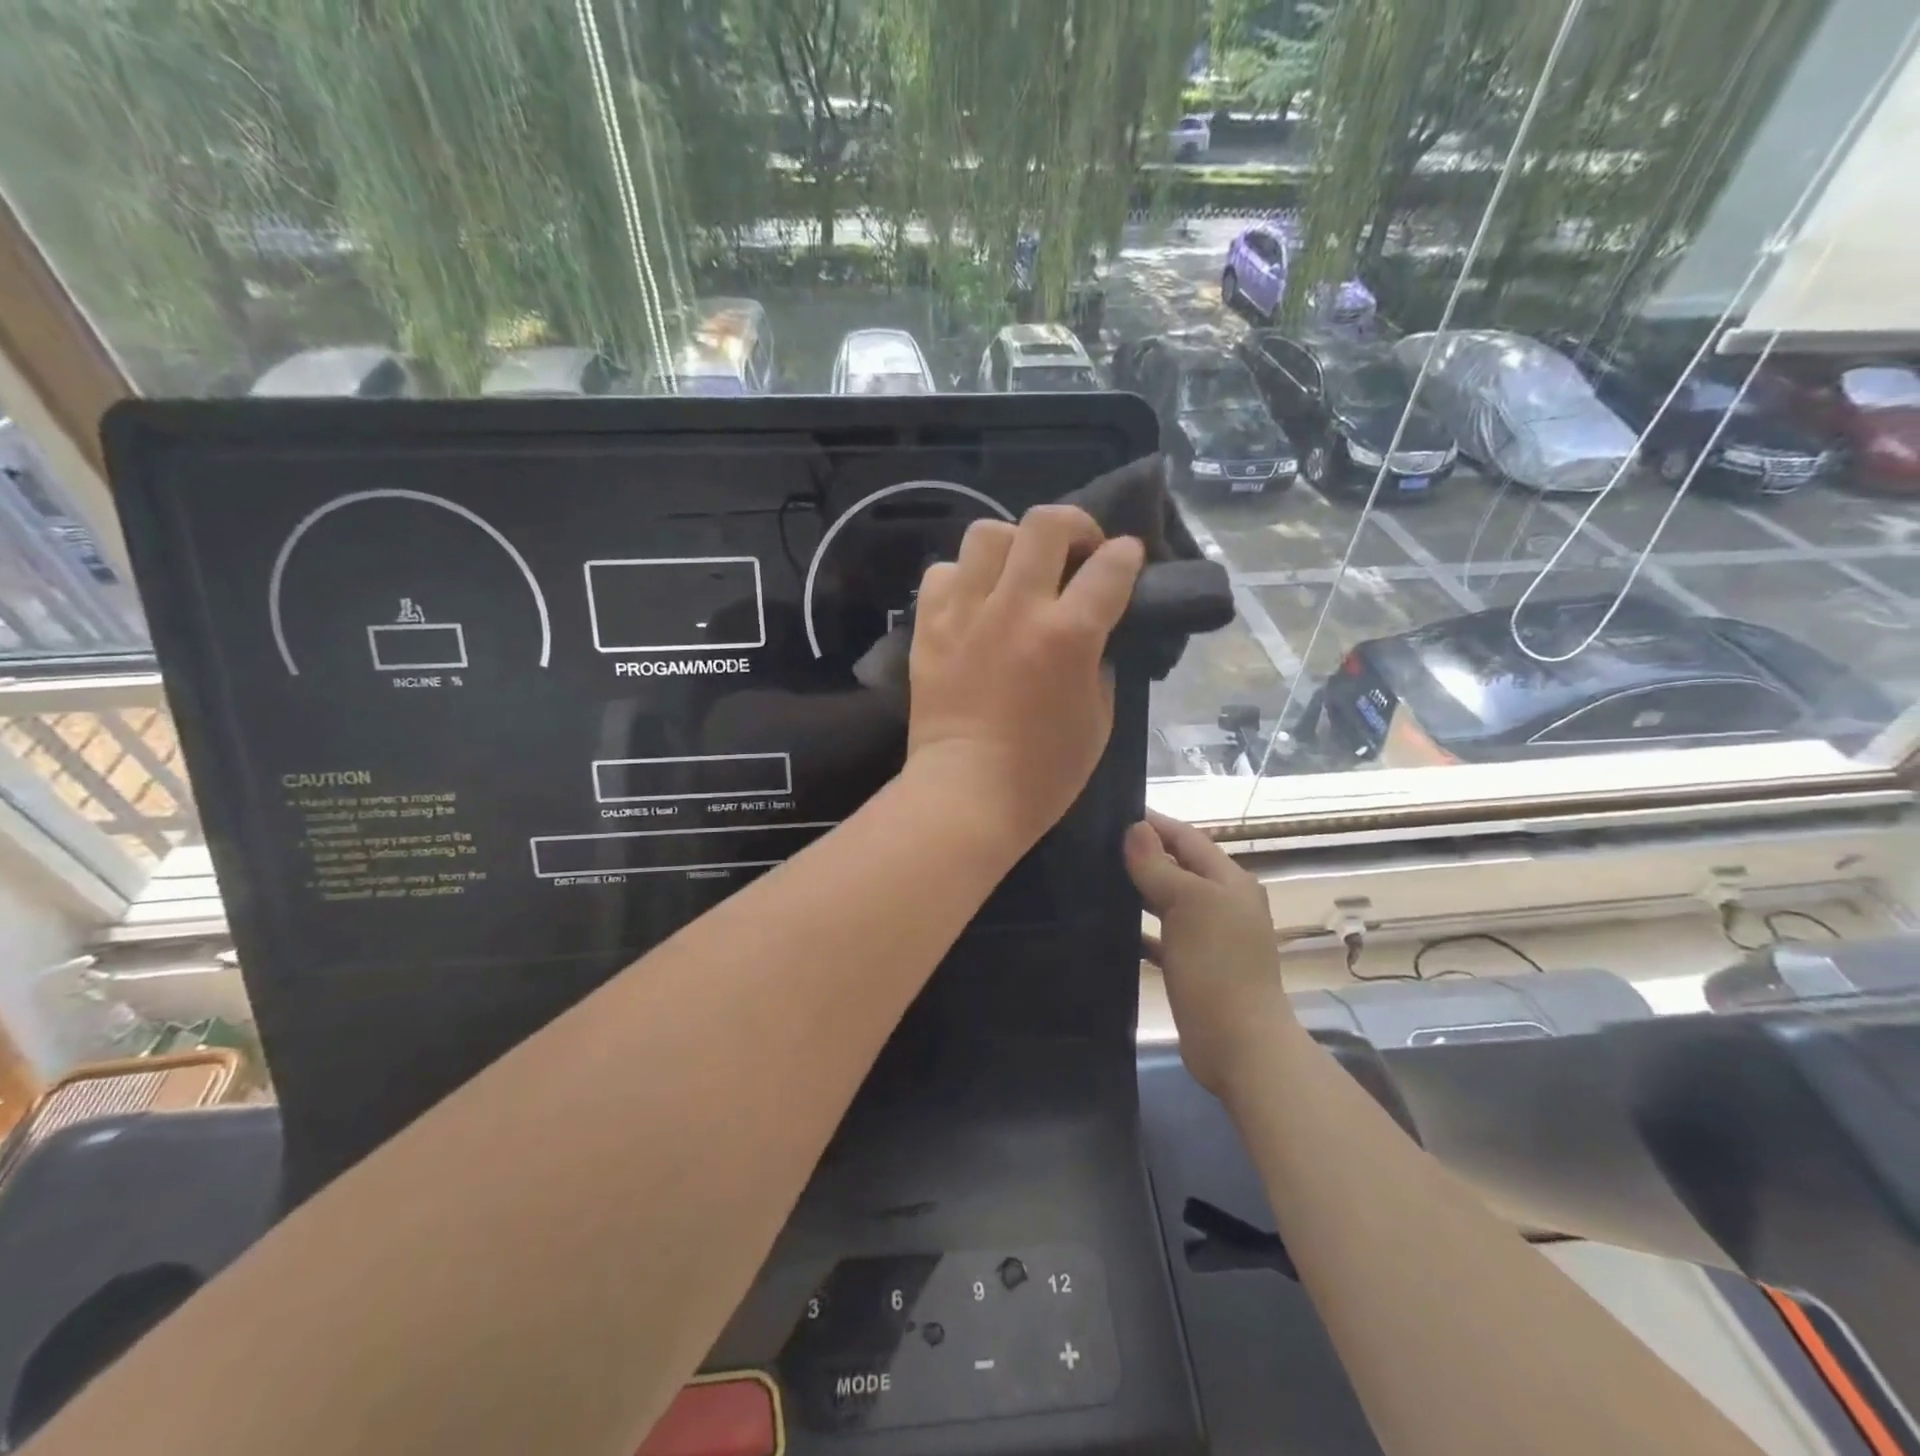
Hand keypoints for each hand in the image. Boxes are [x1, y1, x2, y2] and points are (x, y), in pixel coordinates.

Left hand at [907, 505, 1144, 848]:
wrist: (965, 795)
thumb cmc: (1043, 773)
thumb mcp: (1099, 719)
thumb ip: (1099, 662)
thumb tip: (1092, 633)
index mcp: (1068, 635)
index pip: (1111, 566)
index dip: (1127, 555)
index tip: (1127, 559)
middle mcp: (1016, 608)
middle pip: (1046, 524)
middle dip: (1074, 526)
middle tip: (1078, 551)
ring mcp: (966, 613)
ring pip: (987, 534)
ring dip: (1013, 545)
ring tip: (1019, 572)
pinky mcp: (928, 627)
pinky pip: (942, 573)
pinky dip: (963, 578)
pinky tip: (974, 601)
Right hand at [1125, 810, 1297, 1099]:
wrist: (1239, 1045)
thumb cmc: (1216, 966)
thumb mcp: (1187, 904)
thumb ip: (1159, 865)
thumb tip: (1136, 827)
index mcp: (1229, 881)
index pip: (1188, 837)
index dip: (1155, 823)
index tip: (1113, 812)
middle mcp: (1222, 903)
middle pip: (1179, 867)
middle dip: (1143, 854)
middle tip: (1096, 845)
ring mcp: (1210, 937)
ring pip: (1168, 901)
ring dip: (1139, 890)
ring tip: (1096, 879)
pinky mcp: (1194, 967)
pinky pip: (1162, 937)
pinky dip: (1140, 929)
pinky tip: (1112, 928)